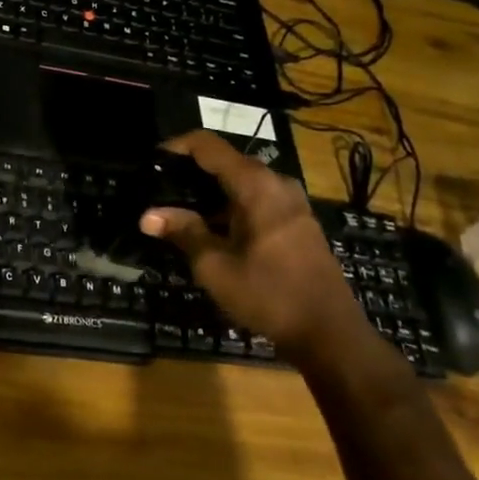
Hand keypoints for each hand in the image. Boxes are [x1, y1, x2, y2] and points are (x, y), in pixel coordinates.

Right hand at [138, 131, 367, 362]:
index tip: (152, 160)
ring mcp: (291, 202)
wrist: (330, 334)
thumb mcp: (215, 266)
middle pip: (225, 161)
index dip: (176, 146)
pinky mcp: (297, 221)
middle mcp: (276, 183)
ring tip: (179, 209)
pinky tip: (212, 228)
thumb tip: (148, 215)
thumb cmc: (269, 295)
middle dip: (191, 171)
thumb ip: (183, 232)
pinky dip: (230, 204)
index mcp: (255, 185)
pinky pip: (256, 198)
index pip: (208, 145)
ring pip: (241, 181)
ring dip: (210, 191)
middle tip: (159, 188)